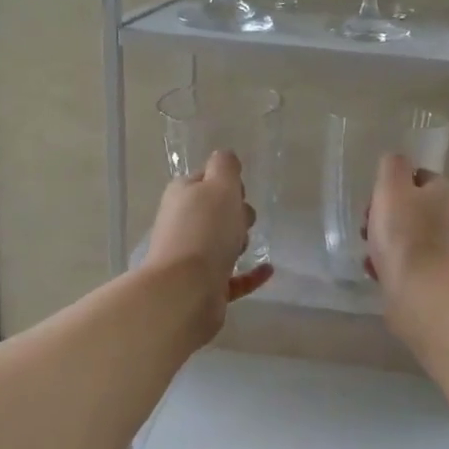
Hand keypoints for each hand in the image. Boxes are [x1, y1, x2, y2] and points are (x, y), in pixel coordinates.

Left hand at [142, 150, 273, 337]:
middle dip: (233, 213)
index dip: (225, 182)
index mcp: (181, 196)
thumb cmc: (205, 230)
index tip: (239, 191)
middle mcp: (181, 225)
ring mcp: (191, 259)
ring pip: (220, 244)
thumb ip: (225, 167)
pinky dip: (249, 274)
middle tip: (243, 219)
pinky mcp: (205, 288)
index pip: (204, 180)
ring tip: (247, 244)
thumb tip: (224, 157)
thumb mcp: (220, 186)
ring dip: (237, 242)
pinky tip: (268, 270)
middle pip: (213, 213)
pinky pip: (232, 278)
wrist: (186, 290)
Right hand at [363, 153, 448, 329]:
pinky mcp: (434, 275)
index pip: (416, 177)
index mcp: (446, 191)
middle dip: (382, 216)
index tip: (373, 202)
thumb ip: (392, 167)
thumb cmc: (405, 235)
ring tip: (369, 254)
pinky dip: (388, 264)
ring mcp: (445, 248)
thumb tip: (396, 160)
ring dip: (382, 242)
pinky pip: (405, 262)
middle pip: (408, 208)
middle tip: (367, 229)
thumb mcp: (391, 188)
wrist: (422, 293)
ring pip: (404, 236)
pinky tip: (375, 271)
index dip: (390, 187)